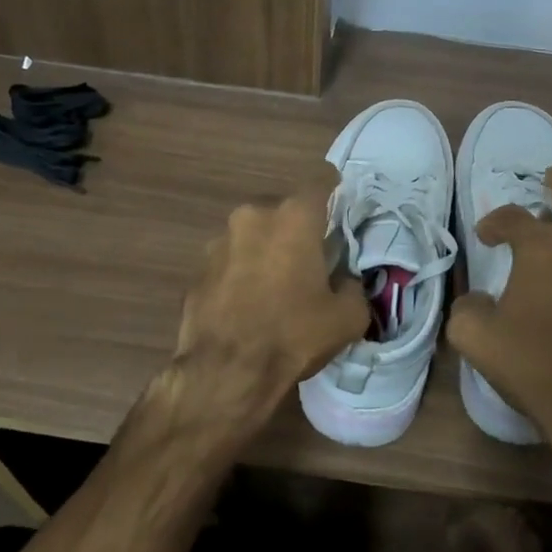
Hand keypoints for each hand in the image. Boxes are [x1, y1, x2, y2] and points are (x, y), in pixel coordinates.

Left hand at [161, 163, 368, 438]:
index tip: (342, 210)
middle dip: (298, 227)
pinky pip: (230, 260)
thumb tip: (344, 282)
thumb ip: (353, 287)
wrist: (225, 372)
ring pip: (253, 233)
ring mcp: (219, 240)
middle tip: (312, 258)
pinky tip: (249, 304)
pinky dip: (242, 272)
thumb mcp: (347, 317)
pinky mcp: (198, 268)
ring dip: (267, 249)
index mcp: (294, 216)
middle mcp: (253, 216)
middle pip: (284, 208)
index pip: (321, 179)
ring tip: (277, 285)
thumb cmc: (293, 335)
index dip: (335, 190)